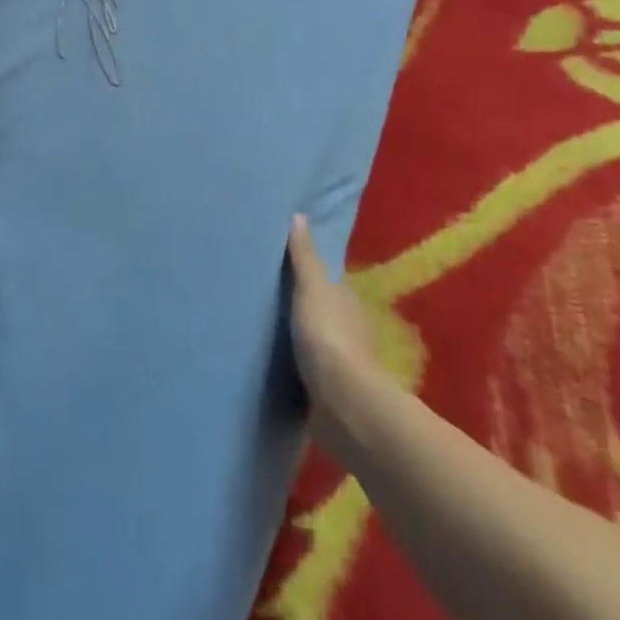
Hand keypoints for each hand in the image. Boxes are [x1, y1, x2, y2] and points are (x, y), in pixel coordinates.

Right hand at [287, 215, 385, 455]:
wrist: (343, 403)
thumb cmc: (328, 335)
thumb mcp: (312, 287)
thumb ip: (304, 256)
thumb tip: (299, 215)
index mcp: (349, 302)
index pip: (328, 283)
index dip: (309, 277)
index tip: (283, 273)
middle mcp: (352, 330)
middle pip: (324, 313)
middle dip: (303, 311)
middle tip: (268, 303)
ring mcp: (344, 364)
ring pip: (318, 344)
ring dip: (301, 342)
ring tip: (267, 335)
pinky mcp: (332, 393)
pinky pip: (311, 373)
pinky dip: (299, 369)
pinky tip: (277, 368)